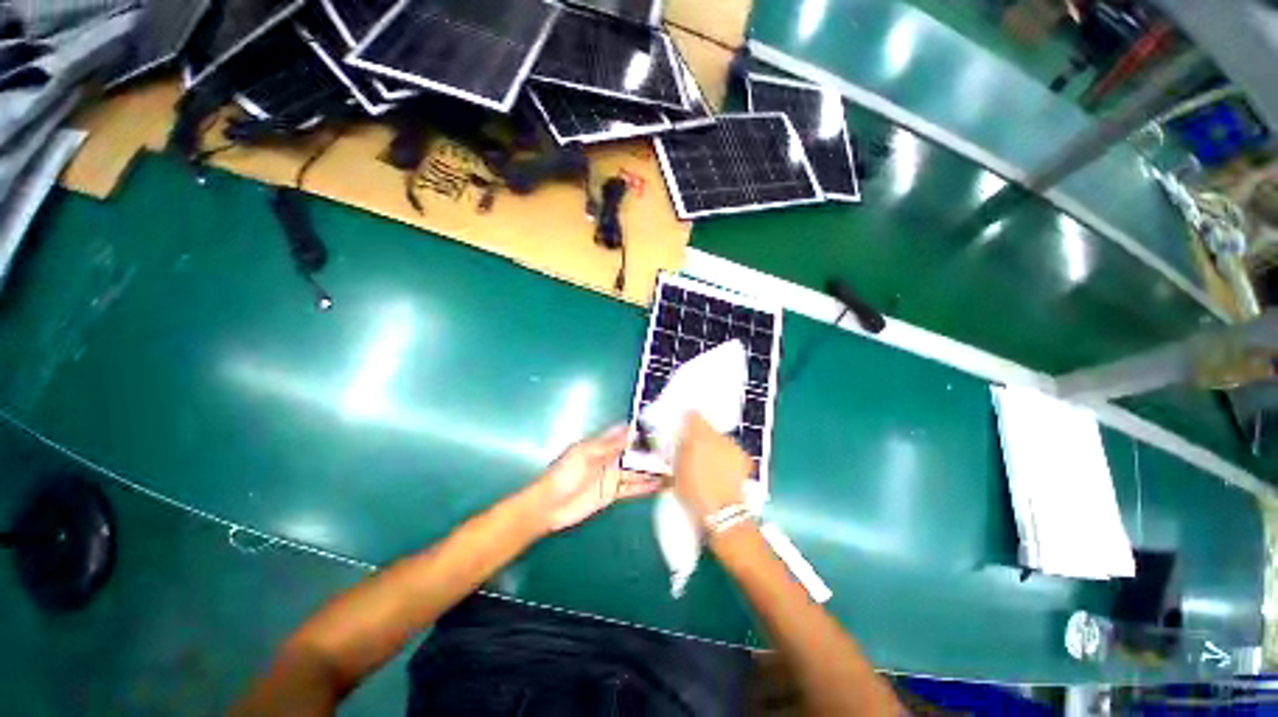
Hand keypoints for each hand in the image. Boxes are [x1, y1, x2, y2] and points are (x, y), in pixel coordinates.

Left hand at [532, 425, 662, 532]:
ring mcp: (613, 475)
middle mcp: (611, 458)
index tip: (662, 427)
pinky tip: (661, 484)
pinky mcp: (614, 492)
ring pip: (637, 470)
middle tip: (675, 450)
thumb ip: (609, 444)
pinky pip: (633, 488)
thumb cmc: (565, 474)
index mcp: (602, 444)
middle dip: (652, 450)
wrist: (549, 506)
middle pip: (635, 452)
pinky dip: (646, 486)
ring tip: (674, 467)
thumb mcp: (585, 454)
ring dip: (653, 469)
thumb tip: (631, 429)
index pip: (626, 434)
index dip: (642, 431)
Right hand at [673, 413, 752, 520]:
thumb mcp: (676, 471)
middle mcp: (717, 435)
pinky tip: (724, 471)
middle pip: (708, 428)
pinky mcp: (744, 458)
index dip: (688, 419)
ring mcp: (733, 446)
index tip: (684, 426)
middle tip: (695, 450)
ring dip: (715, 446)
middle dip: (702, 436)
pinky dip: (728, 457)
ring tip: (710, 463)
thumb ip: (679, 451)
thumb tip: (680, 442)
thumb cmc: (693, 491)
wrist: (721, 511)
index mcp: (697, 435)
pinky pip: (732, 452)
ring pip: (721, 439)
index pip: (692, 415)